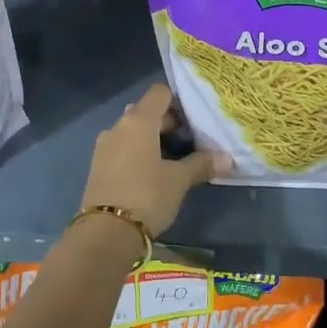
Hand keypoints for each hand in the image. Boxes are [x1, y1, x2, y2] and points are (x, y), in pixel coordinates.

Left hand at [79, 84, 229, 238]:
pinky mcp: (98, 166)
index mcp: (138, 121)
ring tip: (174, 160)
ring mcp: (104, 146)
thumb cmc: (147, 196)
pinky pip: (122, 148)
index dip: (178, 101)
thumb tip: (228, 159)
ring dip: (152, 140)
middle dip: (168, 123)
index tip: (195, 119)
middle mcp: (118, 127)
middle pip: (146, 112)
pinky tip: (152, 173)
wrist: (105, 233)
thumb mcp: (179, 180)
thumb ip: (202, 164)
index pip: (160, 93)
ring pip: (133, 132)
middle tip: (190, 142)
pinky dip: (138, 153)